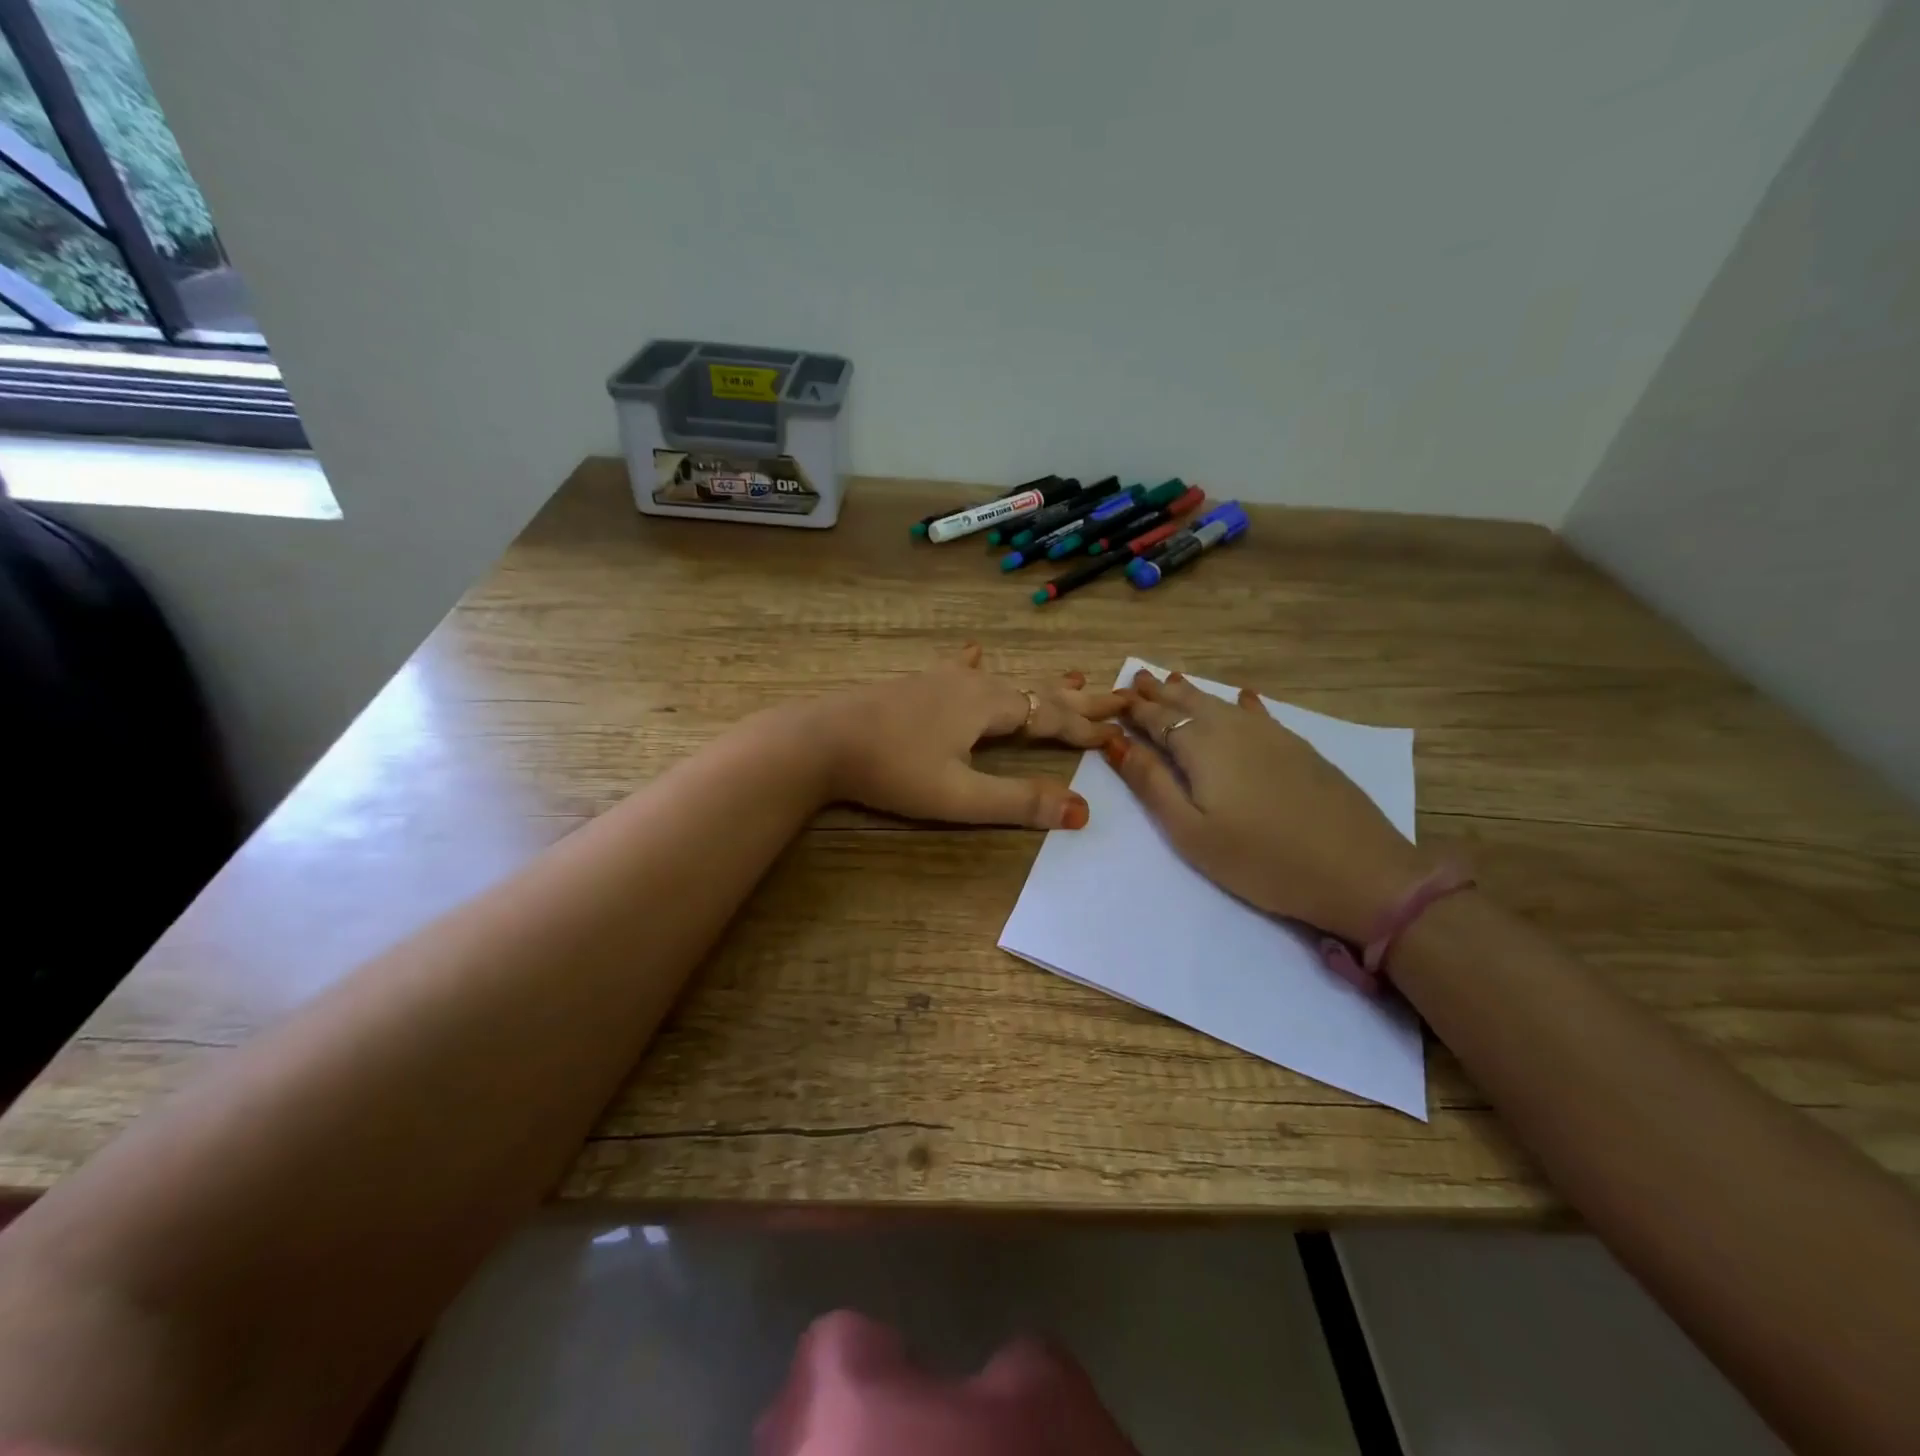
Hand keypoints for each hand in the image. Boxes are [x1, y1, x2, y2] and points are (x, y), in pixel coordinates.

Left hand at [810, 645, 1127, 829]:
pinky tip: (976, 651)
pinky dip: (980, 666)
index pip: (1050, 716)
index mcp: (988, 706)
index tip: (1120, 733)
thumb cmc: (892, 770)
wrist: (821, 741)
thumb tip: (1082, 811)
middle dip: (1078, 699)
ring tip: (1072, 675)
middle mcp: (972, 685)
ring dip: (1041, 684)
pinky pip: (960, 670)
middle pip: (1036, 691)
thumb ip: (1018, 802)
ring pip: (1004, 680)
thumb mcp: (959, 796)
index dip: (1085, 728)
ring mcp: (941, 680)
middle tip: (1119, 693)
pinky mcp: (916, 686)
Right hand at [1104, 669, 1432, 942]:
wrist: (1359, 871)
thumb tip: (1114, 742)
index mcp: (1202, 747)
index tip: (1112, 696)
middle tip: (1138, 678)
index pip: (1157, 719)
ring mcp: (1272, 736)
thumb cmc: (1260, 859)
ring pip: (1222, 704)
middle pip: (1189, 704)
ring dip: (1193, 693)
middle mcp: (1234, 729)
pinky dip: (1242, 704)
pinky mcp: (1299, 749)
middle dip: (1160, 692)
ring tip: (1174, 681)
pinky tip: (1244, 697)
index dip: (1133, 708)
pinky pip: (1259, 714)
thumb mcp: (1191, 831)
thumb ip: (1151, 783)